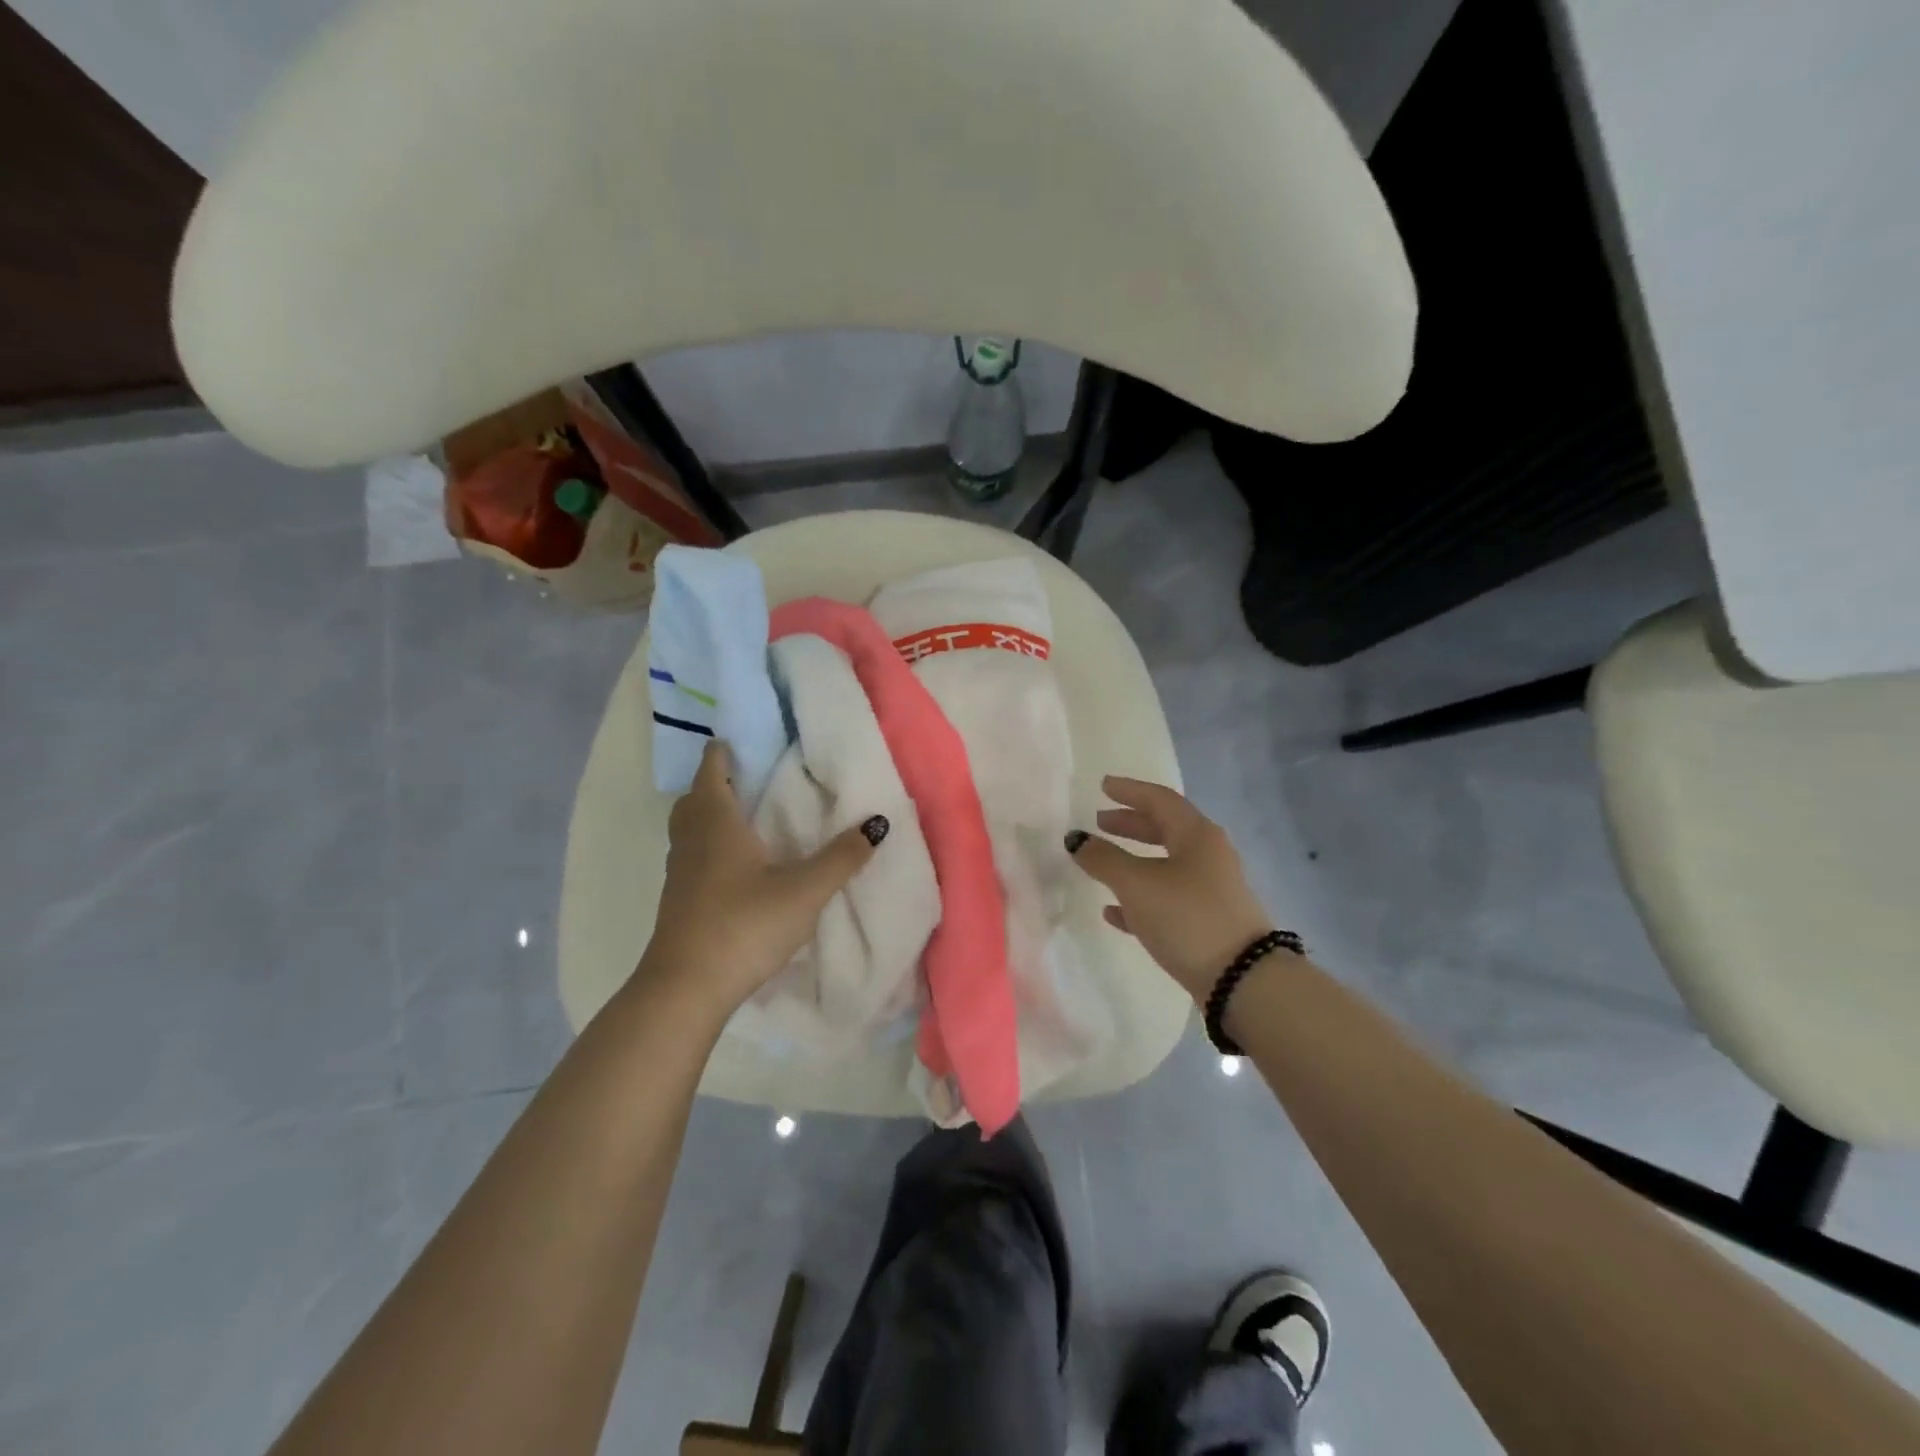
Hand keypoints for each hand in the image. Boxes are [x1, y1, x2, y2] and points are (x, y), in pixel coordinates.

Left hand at [641, 740, 887, 1017]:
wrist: (686, 989)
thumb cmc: (744, 925)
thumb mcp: (805, 891)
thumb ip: (842, 857)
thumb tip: (877, 823)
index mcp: (716, 821)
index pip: (711, 767)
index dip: (726, 749)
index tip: (751, 740)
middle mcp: (691, 838)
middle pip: (696, 795)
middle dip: (718, 780)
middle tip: (755, 778)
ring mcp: (679, 871)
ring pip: (690, 827)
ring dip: (711, 814)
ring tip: (750, 818)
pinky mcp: (678, 900)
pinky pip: (692, 855)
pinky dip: (710, 846)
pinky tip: (739, 866)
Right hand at [1067, 776, 1278, 1001]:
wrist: (1242, 980)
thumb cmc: (1187, 917)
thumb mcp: (1137, 884)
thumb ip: (1103, 859)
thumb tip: (1076, 839)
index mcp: (1196, 835)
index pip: (1160, 800)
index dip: (1130, 791)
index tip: (1103, 785)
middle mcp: (1208, 856)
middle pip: (1165, 829)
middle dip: (1131, 824)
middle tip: (1101, 821)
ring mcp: (1210, 890)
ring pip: (1165, 864)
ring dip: (1133, 860)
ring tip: (1101, 863)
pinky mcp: (1207, 922)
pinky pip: (1167, 898)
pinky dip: (1140, 896)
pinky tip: (1113, 911)